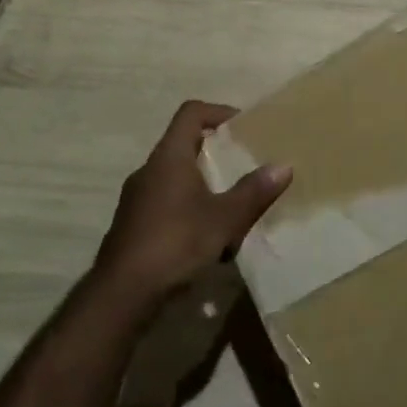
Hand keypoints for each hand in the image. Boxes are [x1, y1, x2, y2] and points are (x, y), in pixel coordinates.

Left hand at [91, 101, 290, 313]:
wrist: (122, 295)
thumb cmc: (175, 243)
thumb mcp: (224, 218)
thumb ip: (253, 191)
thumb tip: (284, 166)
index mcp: (169, 157)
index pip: (191, 113)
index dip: (218, 111)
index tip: (244, 127)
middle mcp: (149, 170)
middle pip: (184, 144)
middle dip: (216, 152)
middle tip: (245, 165)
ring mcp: (137, 199)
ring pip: (176, 177)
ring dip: (204, 184)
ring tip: (232, 205)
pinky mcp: (133, 225)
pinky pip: (167, 203)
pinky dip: (189, 209)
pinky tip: (208, 238)